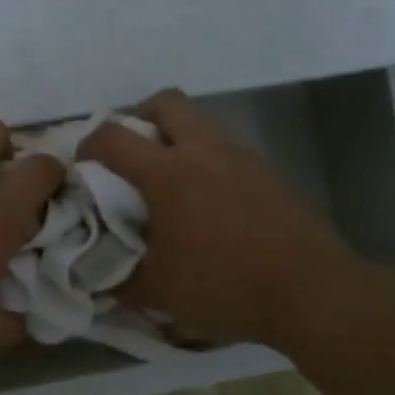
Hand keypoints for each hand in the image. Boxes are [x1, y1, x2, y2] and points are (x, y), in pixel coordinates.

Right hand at [78, 90, 359, 349]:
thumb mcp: (160, 292)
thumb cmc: (227, 286)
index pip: (113, 137)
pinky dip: (207, 159)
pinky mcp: (268, 170)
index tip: (83, 166)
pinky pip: (226, 147)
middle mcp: (204, 150)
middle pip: (165, 102)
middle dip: (139, 117)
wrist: (311, 291)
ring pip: (201, 121)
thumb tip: (94, 274)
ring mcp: (241, 156)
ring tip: (169, 179)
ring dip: (176, 136)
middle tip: (130, 153)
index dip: (88, 144)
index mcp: (169, 173)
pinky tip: (209, 200)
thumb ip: (118, 278)